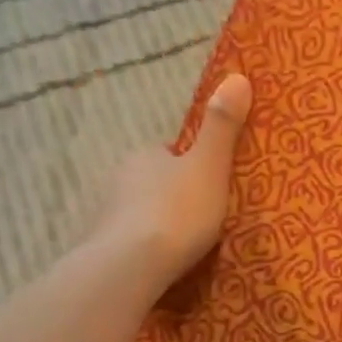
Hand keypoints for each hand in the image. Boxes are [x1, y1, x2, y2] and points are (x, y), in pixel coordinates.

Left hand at [90, 73, 252, 281]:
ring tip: (188, 245)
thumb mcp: (210, 166)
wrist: (129, 266)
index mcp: (145, 155)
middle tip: (206, 217)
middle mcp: (120, 178)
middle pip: (155, 182)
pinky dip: (147, 247)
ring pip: (142, 211)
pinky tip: (164, 263)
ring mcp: (107, 214)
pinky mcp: (102, 248)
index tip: (213, 184)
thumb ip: (223, 127)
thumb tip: (238, 76)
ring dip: (161, 222)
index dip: (193, 165)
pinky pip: (132, 241)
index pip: (171, 153)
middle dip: (175, 195)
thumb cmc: (176, 212)